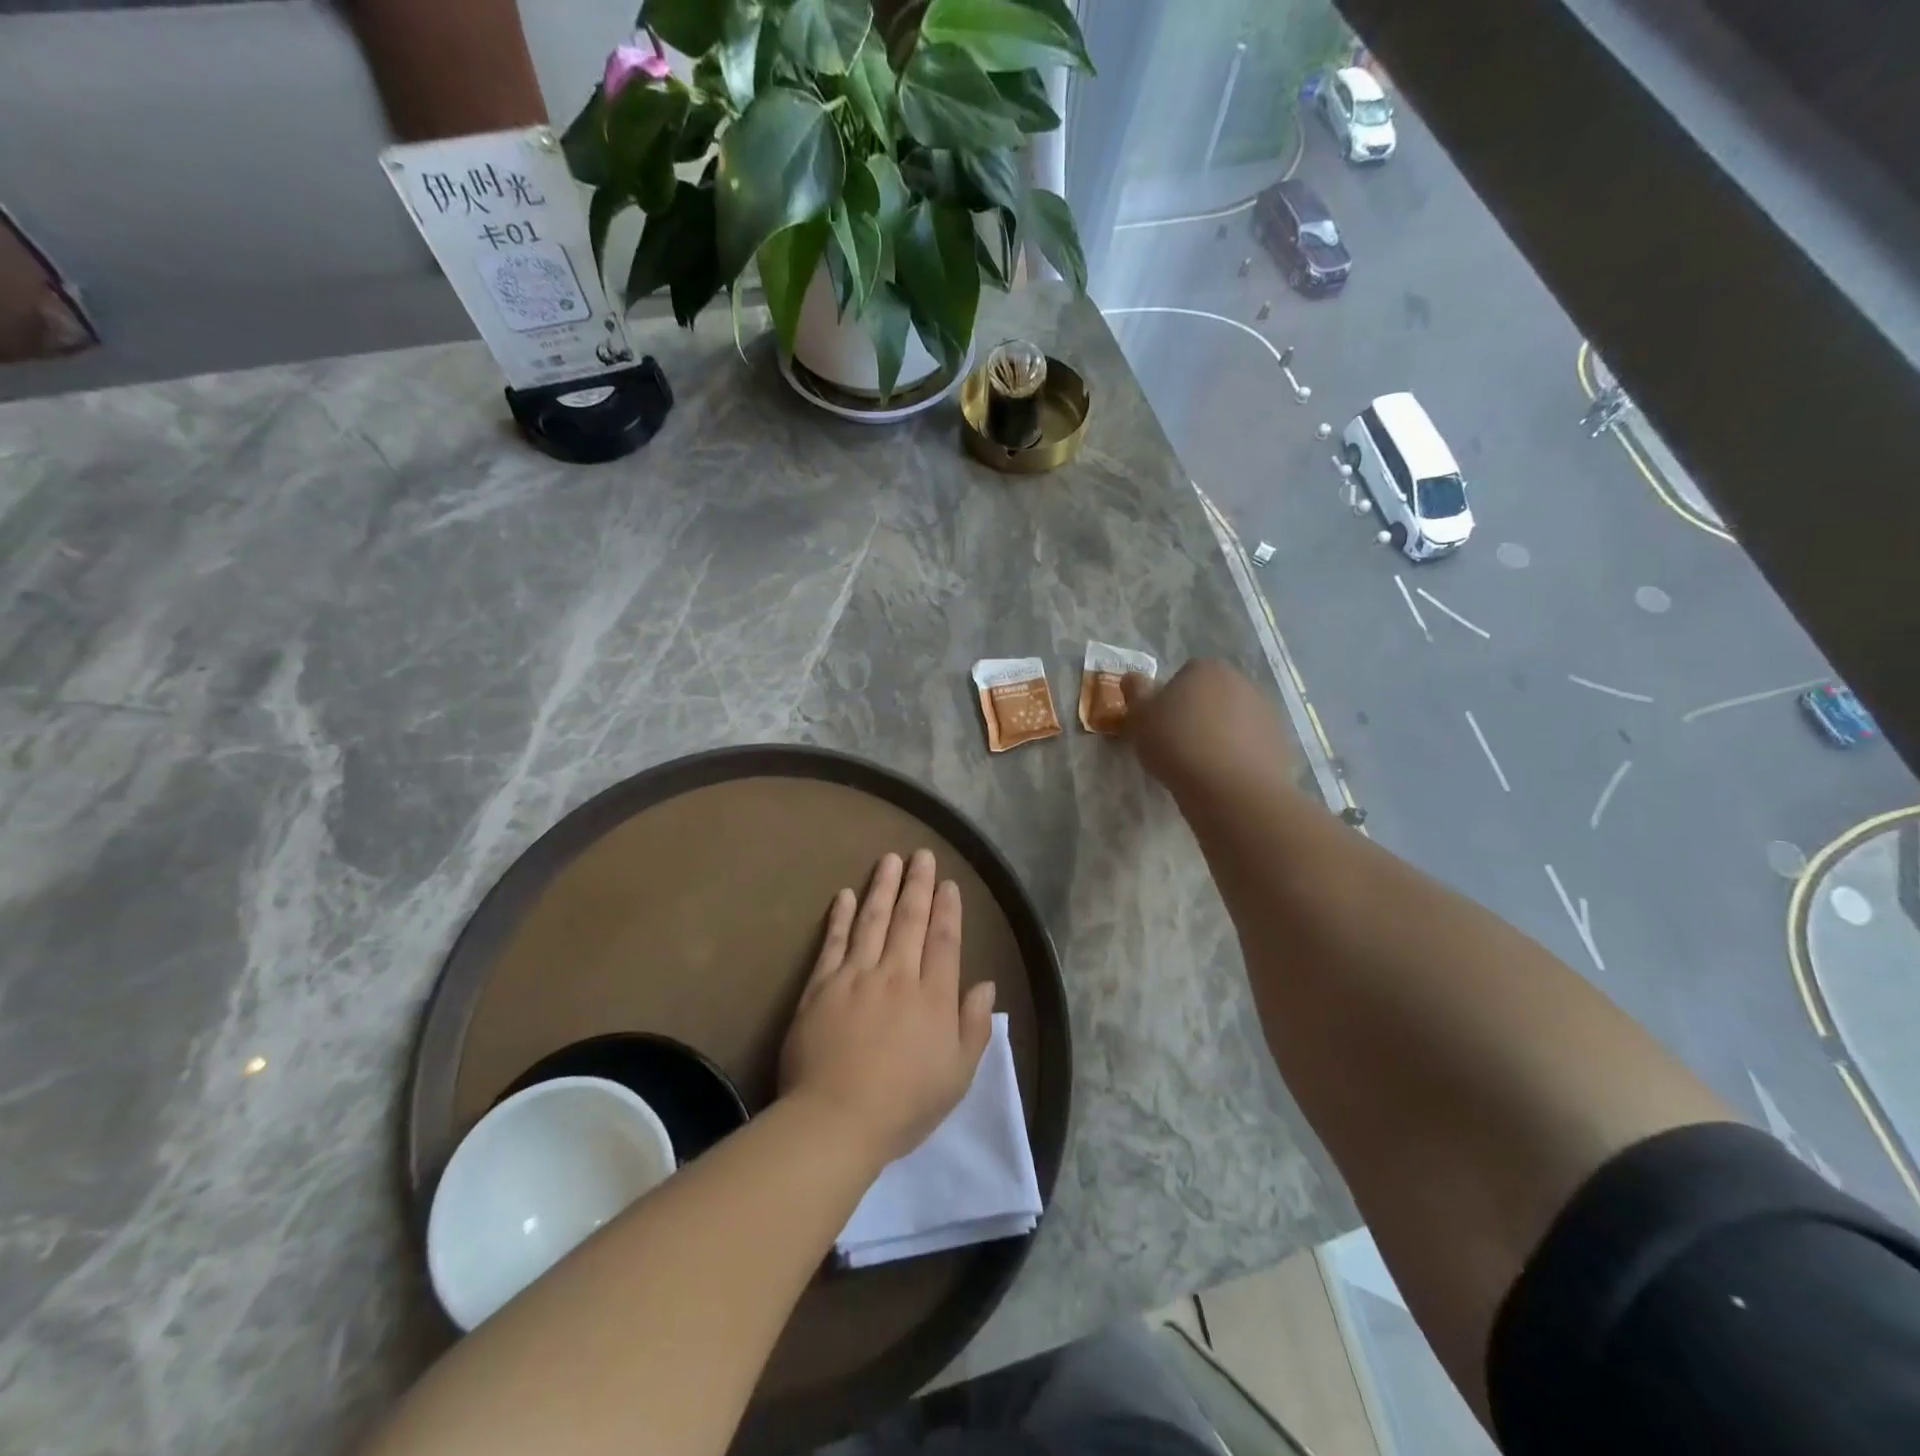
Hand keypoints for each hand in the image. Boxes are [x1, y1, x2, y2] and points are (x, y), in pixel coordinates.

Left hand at [779, 850, 996, 1166]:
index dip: (948, 909)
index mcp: (933, 997)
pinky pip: (833, 942)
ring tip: (889, 859)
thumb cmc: (904, 1104)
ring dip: (882, 887)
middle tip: (922, 855)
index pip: (944, 941)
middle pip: (910, 919)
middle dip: (918, 884)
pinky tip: (845, 895)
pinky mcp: (821, 985)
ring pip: (873, 920)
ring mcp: (856, 976)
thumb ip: (975, 1026)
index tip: (949, 884)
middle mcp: (897, 975)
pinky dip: (840, 916)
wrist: (836, 1120)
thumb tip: (985, 984)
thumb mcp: (957, 1075)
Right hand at [1121, 659, 1295, 789]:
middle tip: (1178, 744)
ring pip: (1233, 719)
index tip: (1160, 725)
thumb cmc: (1177, 744)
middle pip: (1211, 695)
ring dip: (1220, 734)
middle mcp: (1240, 681)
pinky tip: (1224, 775)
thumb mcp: (1139, 718)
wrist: (1231, 788)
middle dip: (1197, 713)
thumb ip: (1135, 693)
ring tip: (1202, 764)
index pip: (1183, 675)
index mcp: (1205, 668)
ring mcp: (1265, 710)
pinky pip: (1251, 743)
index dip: (1169, 700)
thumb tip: (1134, 677)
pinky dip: (1239, 754)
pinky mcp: (1280, 740)